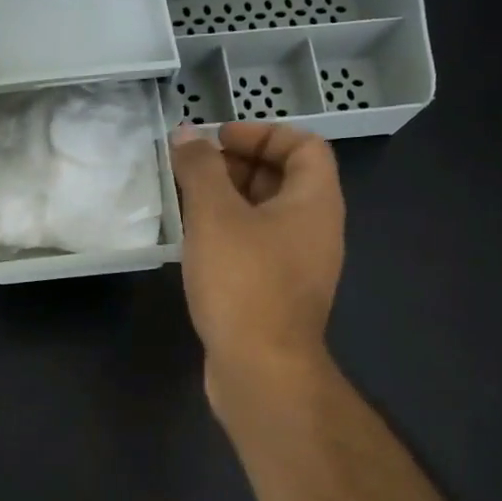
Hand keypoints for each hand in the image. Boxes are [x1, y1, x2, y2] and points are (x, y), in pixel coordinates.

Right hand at [172, 121, 345, 390]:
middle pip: (284, 180)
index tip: (218, 139)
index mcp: (315, 202)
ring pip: (266, 218)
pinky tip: (195, 246)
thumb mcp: (215, 215)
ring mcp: (299, 267)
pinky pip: (256, 249)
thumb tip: (188, 135)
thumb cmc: (243, 282)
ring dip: (229, 203)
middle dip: (238, 166)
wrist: (261, 368)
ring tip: (186, 203)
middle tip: (193, 170)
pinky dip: (229, 236)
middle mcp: (316, 230)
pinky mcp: (278, 296)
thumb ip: (201, 169)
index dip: (262, 133)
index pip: (304, 145)